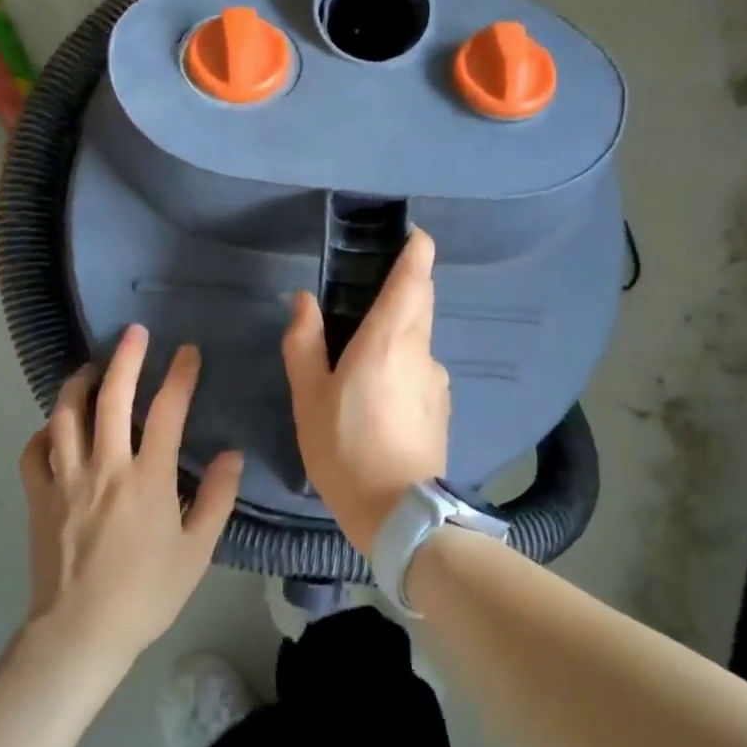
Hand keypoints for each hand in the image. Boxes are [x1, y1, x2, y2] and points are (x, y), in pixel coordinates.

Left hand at [18, 325, 243, 670]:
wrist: (81, 633)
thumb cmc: (147, 593)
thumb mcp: (197, 550)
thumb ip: (217, 498)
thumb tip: (233, 453)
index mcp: (148, 478)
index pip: (167, 411)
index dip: (180, 375)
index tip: (187, 351)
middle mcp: (105, 466)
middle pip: (112, 397)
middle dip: (126, 357)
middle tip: (135, 333)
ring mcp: (65, 479)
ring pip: (65, 414)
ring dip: (79, 383)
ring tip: (92, 368)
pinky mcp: (39, 496)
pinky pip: (34, 451)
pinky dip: (45, 431)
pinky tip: (56, 427)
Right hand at [281, 229, 449, 554]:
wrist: (398, 511)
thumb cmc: (344, 447)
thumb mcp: (309, 396)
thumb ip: (304, 342)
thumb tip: (304, 300)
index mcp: (388, 339)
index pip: (414, 277)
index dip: (416, 249)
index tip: (410, 235)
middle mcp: (420, 350)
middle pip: (421, 300)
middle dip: (405, 285)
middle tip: (369, 291)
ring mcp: (437, 379)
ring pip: (420, 337)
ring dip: (400, 330)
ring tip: (363, 355)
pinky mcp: (442, 406)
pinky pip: (421, 368)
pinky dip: (404, 364)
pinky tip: (379, 395)